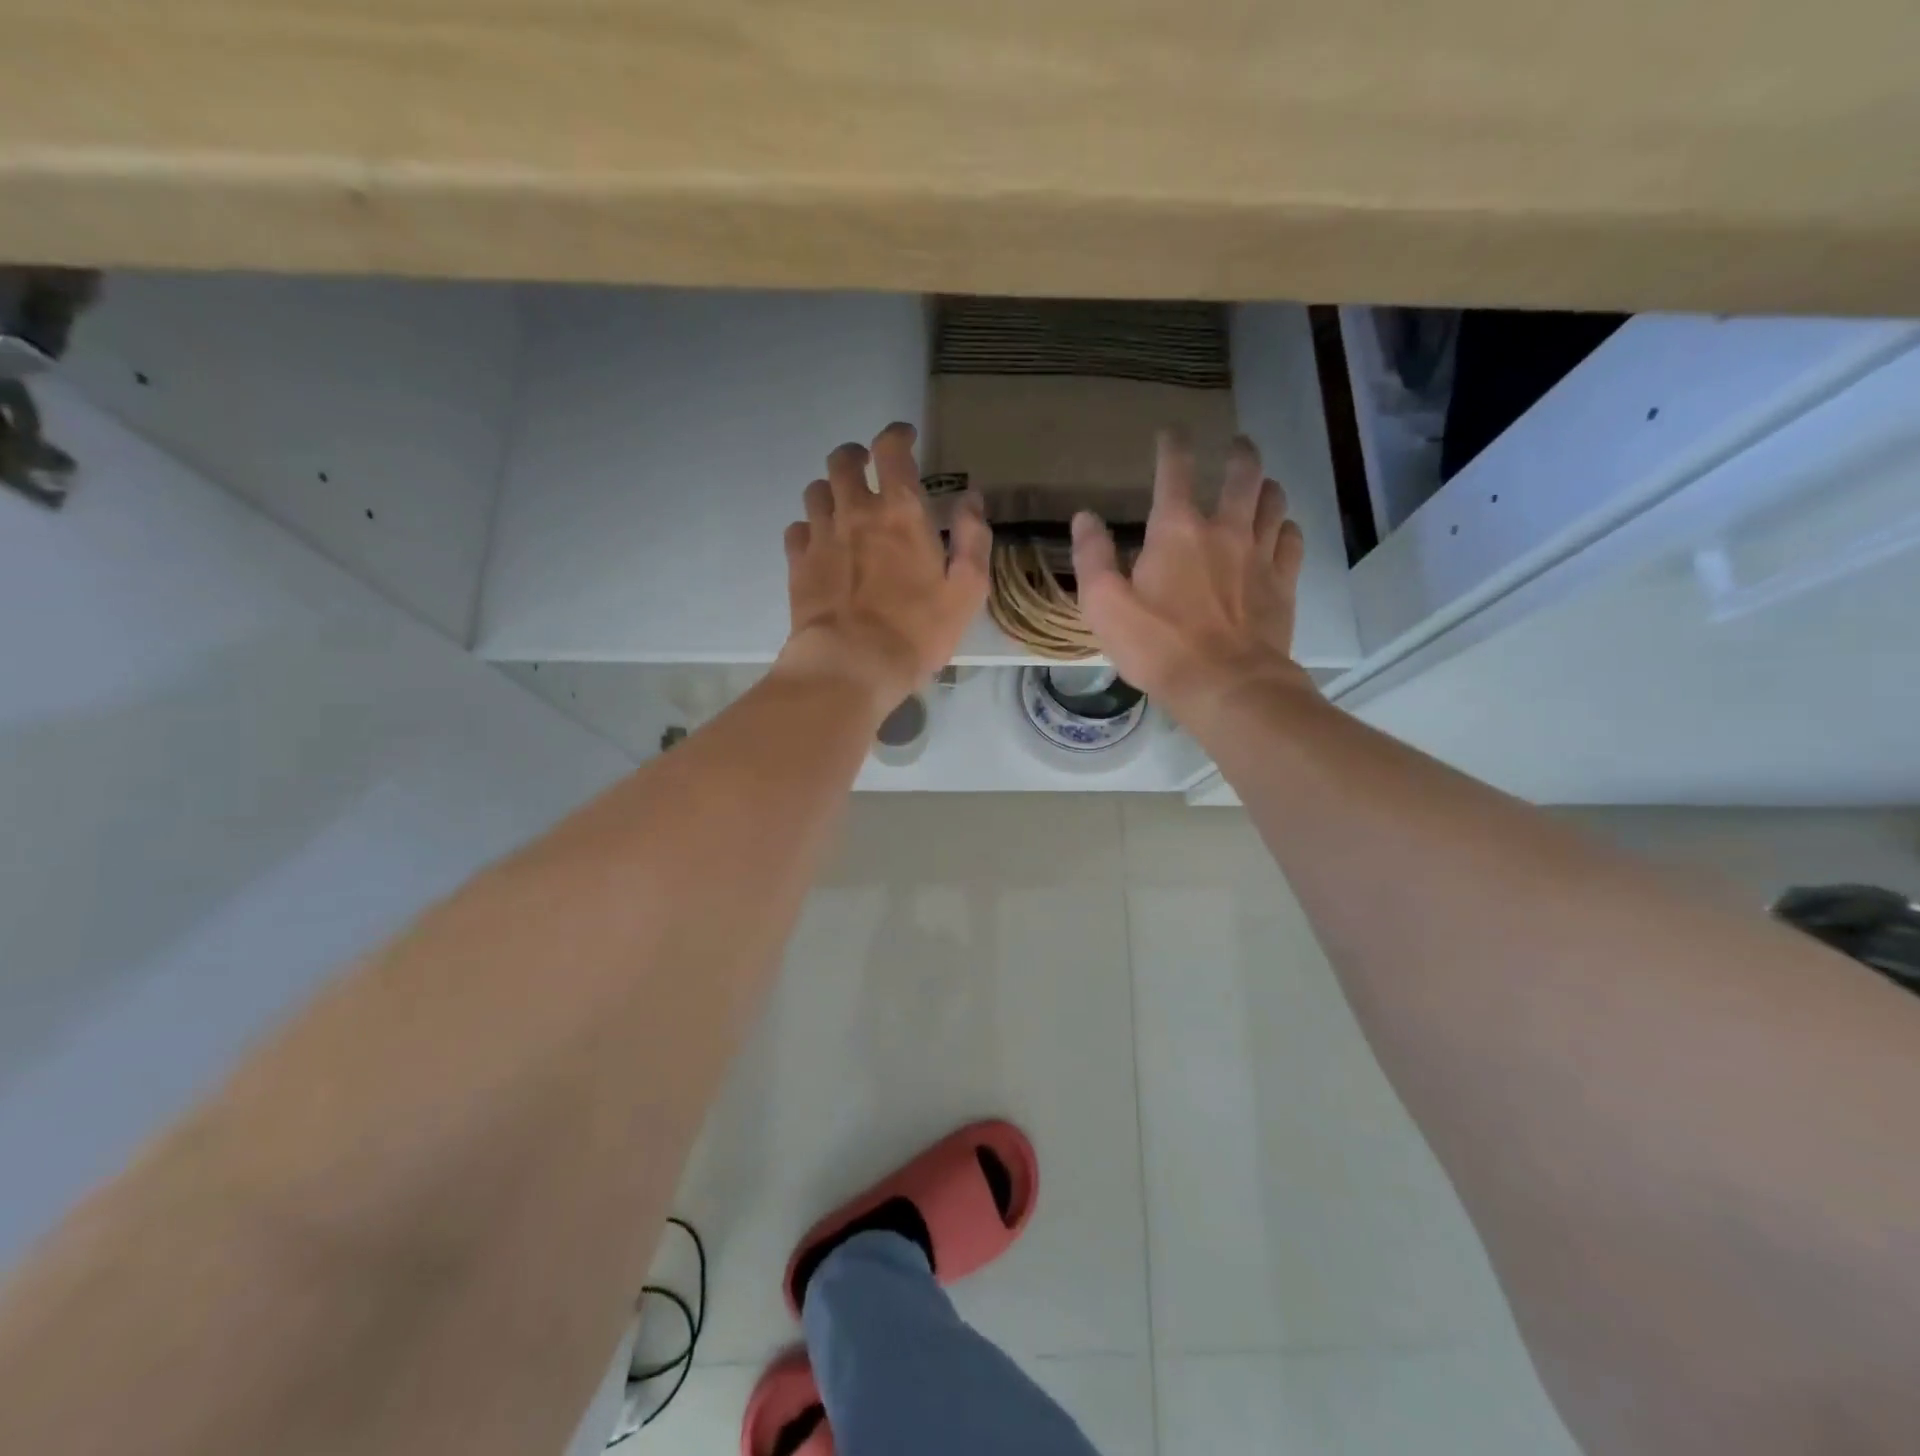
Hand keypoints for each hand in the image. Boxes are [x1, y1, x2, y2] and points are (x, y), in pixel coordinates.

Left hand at [777, 422, 991, 713]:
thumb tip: (971, 499)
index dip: (897, 435)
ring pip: (816, 490)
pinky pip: (796, 528)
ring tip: (844, 508)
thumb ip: (972, 539)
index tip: (905, 438)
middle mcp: (855, 511)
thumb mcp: (966, 591)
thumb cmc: (916, 631)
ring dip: (831, 491)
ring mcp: (820, 536)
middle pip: (843, 460)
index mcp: (900, 512)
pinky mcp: (797, 564)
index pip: (892, 450)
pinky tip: (820, 544)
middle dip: (857, 456)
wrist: (852, 665)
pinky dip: (809, 528)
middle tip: (869, 470)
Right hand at [1071, 429, 1311, 719]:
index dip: (1172, 445)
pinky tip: (1279, 532)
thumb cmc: (1158, 646)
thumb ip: (1092, 557)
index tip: (1170, 433)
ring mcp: (1260, 554)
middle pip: (1243, 474)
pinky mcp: (1283, 582)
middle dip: (1239, 453)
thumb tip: (1085, 518)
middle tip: (1237, 445)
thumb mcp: (1104, 606)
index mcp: (1176, 531)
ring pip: (1273, 501)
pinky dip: (1285, 527)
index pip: (1175, 470)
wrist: (1226, 685)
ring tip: (1259, 486)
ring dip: (1265, 487)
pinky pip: (1292, 539)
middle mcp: (1225, 529)